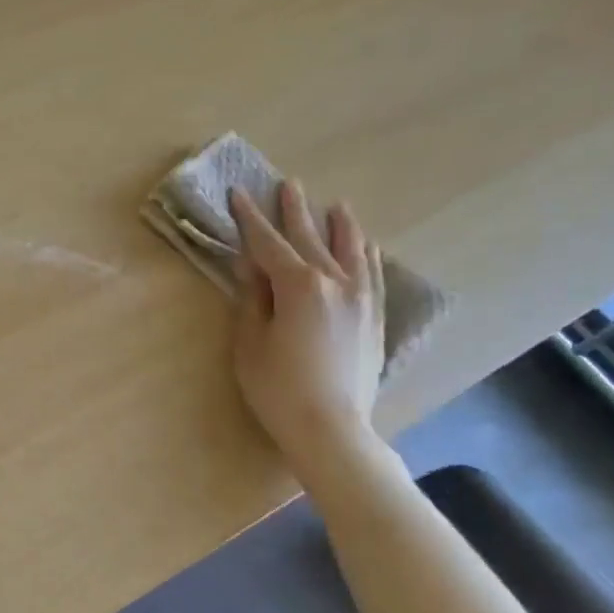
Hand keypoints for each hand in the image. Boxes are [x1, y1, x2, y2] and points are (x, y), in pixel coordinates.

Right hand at [228, 179, 385, 471]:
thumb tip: (250, 265)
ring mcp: (360, 298)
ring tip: (335, 205)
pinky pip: (372, 273)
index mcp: (298, 285)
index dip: (250, 219)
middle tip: (288, 184)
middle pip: (309, 238)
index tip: (239, 194)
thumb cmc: (277, 388)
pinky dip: (365, 254)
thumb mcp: (249, 342)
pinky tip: (364, 245)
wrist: (331, 428)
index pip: (267, 243)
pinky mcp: (374, 317)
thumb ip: (251, 298)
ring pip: (349, 250)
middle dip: (294, 211)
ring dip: (338, 225)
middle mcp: (334, 281)